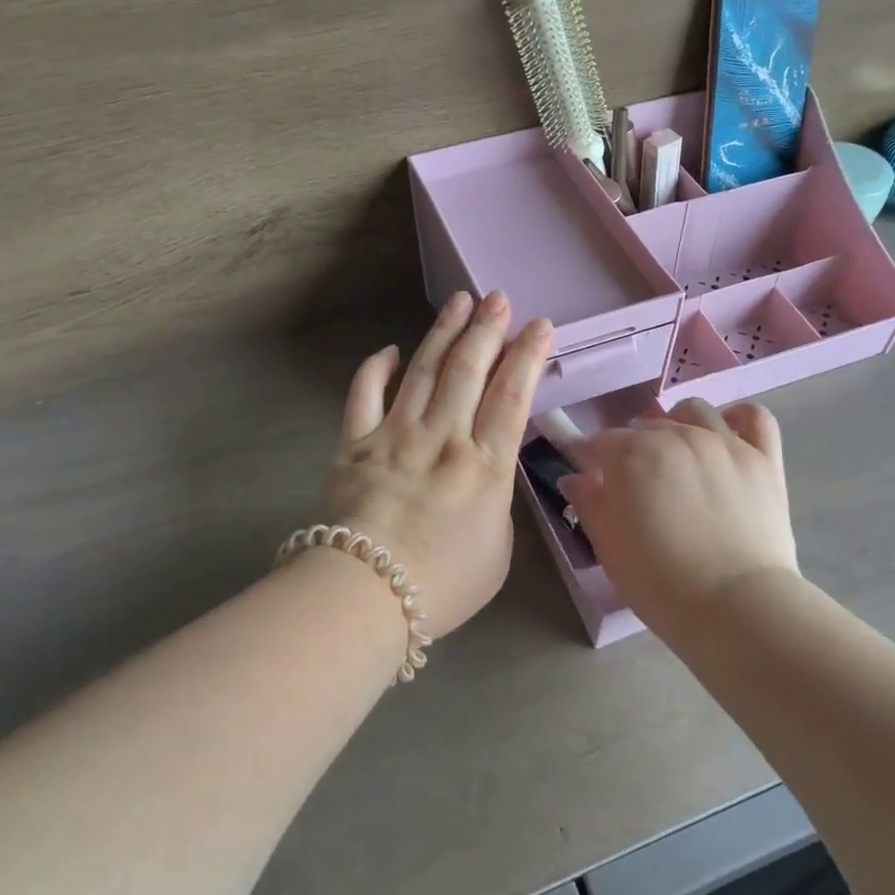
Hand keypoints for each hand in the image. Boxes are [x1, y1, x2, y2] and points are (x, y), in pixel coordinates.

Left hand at [314, 292, 553, 639]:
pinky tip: (390, 349)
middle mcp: (443, 438)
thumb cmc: (441, 585)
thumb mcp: (497, 551)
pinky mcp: (355, 443)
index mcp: (485, 466)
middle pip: (469, 370)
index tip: (539, 326)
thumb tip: (485, 476)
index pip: (512, 396)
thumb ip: (496, 502)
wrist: (365, 595)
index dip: (528, 356)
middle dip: (487, 329)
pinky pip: (364, 394)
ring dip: (443, 333)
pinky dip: (376, 368)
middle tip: (498, 298)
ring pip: (424, 370)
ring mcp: (395, 435)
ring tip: (459, 301)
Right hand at [560, 399, 800, 633]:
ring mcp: (724, 442)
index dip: (597, 460)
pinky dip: (738, 418)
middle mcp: (676, 435)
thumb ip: (590, 503)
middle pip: (647, 424)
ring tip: (681, 456)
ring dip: (680, 425)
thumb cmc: (661, 583)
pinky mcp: (763, 457)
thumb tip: (575, 477)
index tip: (598, 482)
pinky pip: (754, 416)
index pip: (603, 441)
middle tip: (641, 484)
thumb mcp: (609, 547)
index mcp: (632, 454)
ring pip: (695, 411)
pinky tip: (728, 436)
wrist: (737, 607)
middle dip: (636, 447)